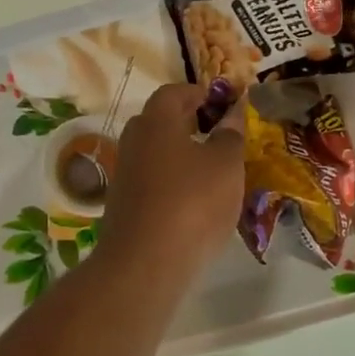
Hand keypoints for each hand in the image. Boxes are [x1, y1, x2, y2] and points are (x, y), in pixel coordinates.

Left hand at [99, 83, 245, 276]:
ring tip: (208, 169)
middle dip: (184, 122)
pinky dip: (169, 183)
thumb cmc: (192, 202)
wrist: (145, 262)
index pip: (172, 93)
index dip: (196, 92)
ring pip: (153, 154)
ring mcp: (124, 176)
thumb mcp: (226, 165)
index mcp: (155, 122)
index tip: (218, 100)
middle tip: (214, 131)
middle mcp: (133, 143)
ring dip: (177, 155)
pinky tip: (191, 201)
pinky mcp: (122, 207)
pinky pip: (150, 183)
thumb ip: (230, 135)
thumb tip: (232, 114)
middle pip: (157, 122)